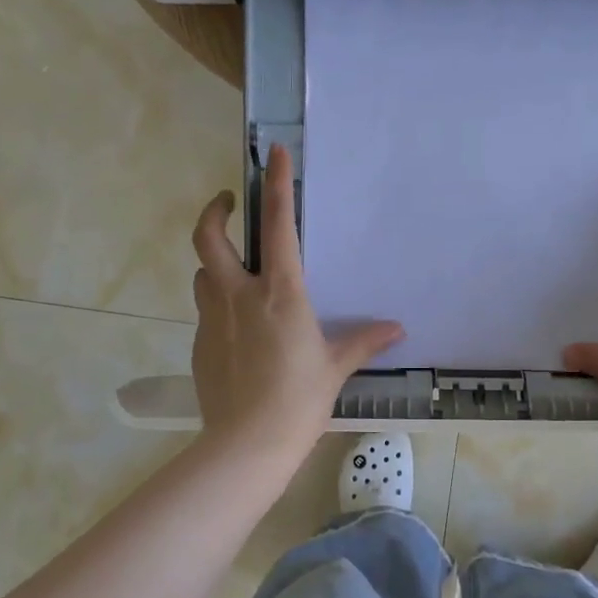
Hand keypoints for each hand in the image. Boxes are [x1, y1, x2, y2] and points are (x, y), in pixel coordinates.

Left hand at [190, 145, 403, 468]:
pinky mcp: (200, 344)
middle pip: (209, 237)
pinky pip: (205, 310)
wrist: (247, 445)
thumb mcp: (335, 367)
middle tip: (229, 204)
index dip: (277, 184)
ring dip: (215, 263)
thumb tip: (396, 329)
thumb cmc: (298, 400)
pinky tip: (236, 328)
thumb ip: (363, 342)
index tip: (275, 153)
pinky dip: (218, 304)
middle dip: (215, 210)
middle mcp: (239, 296)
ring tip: (234, 271)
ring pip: (203, 273)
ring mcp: (213, 319)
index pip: (279, 225)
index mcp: (280, 293)